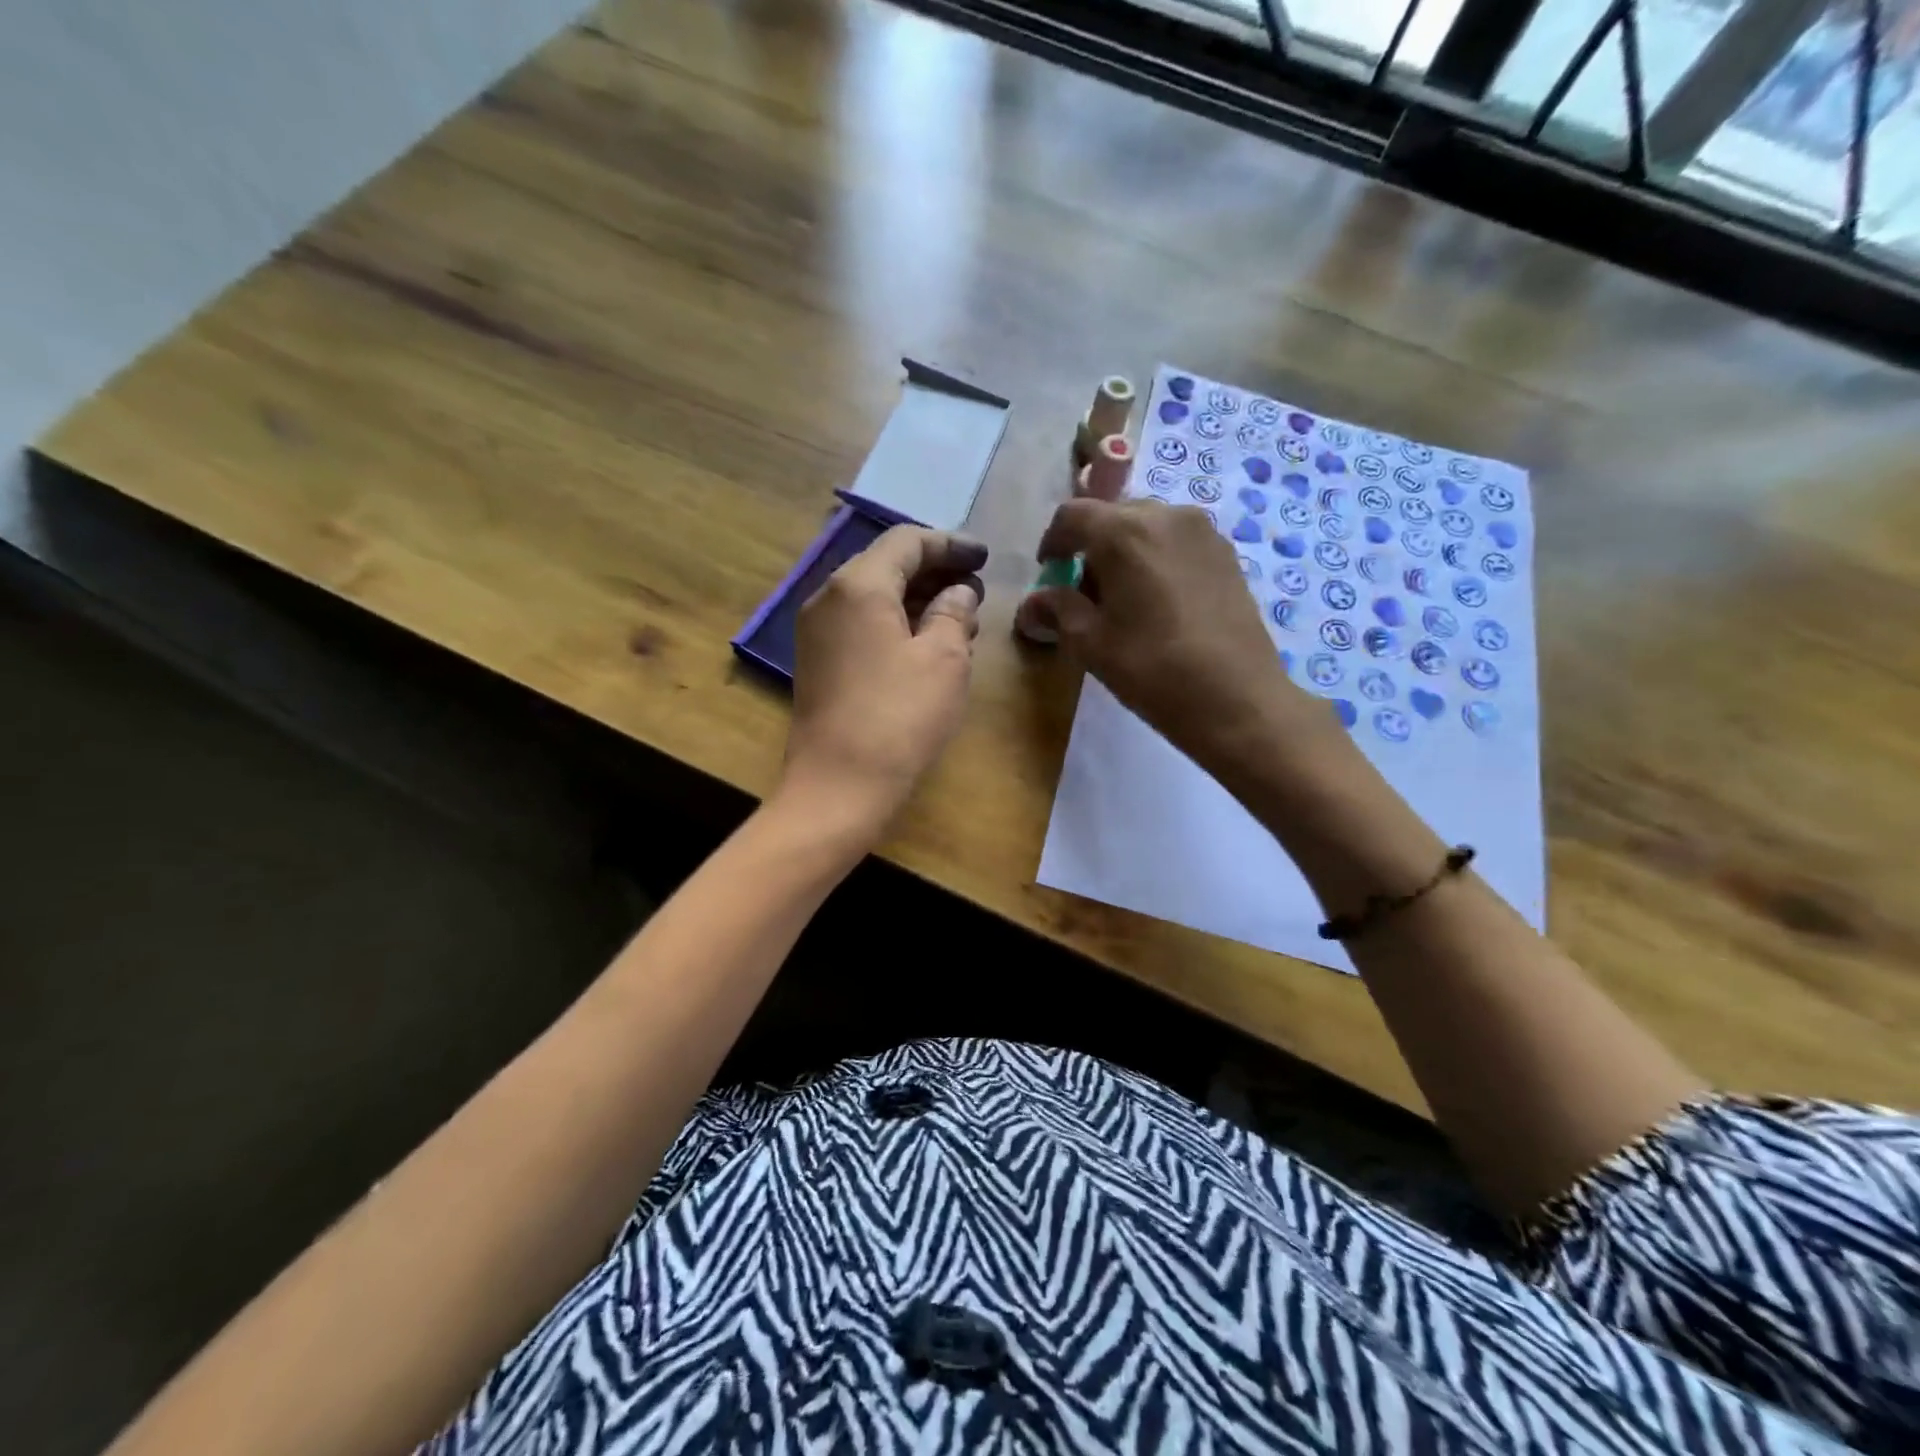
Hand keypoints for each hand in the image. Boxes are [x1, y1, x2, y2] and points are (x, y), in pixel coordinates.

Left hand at [780, 525, 987, 829]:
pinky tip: (927, 646)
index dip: (950, 545)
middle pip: (887, 565)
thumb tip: (958, 592)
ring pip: (874, 597)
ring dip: (917, 601)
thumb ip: (954, 613)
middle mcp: (828, 597)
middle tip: (976, 591)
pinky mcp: (818, 662)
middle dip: (935, 573)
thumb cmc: (899, 717)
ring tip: (960, 621)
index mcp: (858, 585)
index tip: (985, 558)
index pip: (907, 541)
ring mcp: (817, 632)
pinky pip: (861, 625)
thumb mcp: (944, 660)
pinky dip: (896, 624)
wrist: (838, 786)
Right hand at [1026, 498, 1340, 772]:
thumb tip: (1034, 602)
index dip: (1052, 542)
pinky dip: (1156, 559)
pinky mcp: (1226, 552)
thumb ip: (1058, 610)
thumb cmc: (1153, 670)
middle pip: (1112, 516)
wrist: (1237, 699)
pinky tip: (1159, 602)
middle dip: (1091, 548)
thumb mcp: (1091, 643)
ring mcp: (1203, 531)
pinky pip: (1176, 541)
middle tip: (1085, 593)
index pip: (1071, 515)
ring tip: (1124, 599)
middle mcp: (1165, 515)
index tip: (1049, 573)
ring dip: (1125, 552)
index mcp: (1124, 531)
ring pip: (1147, 527)